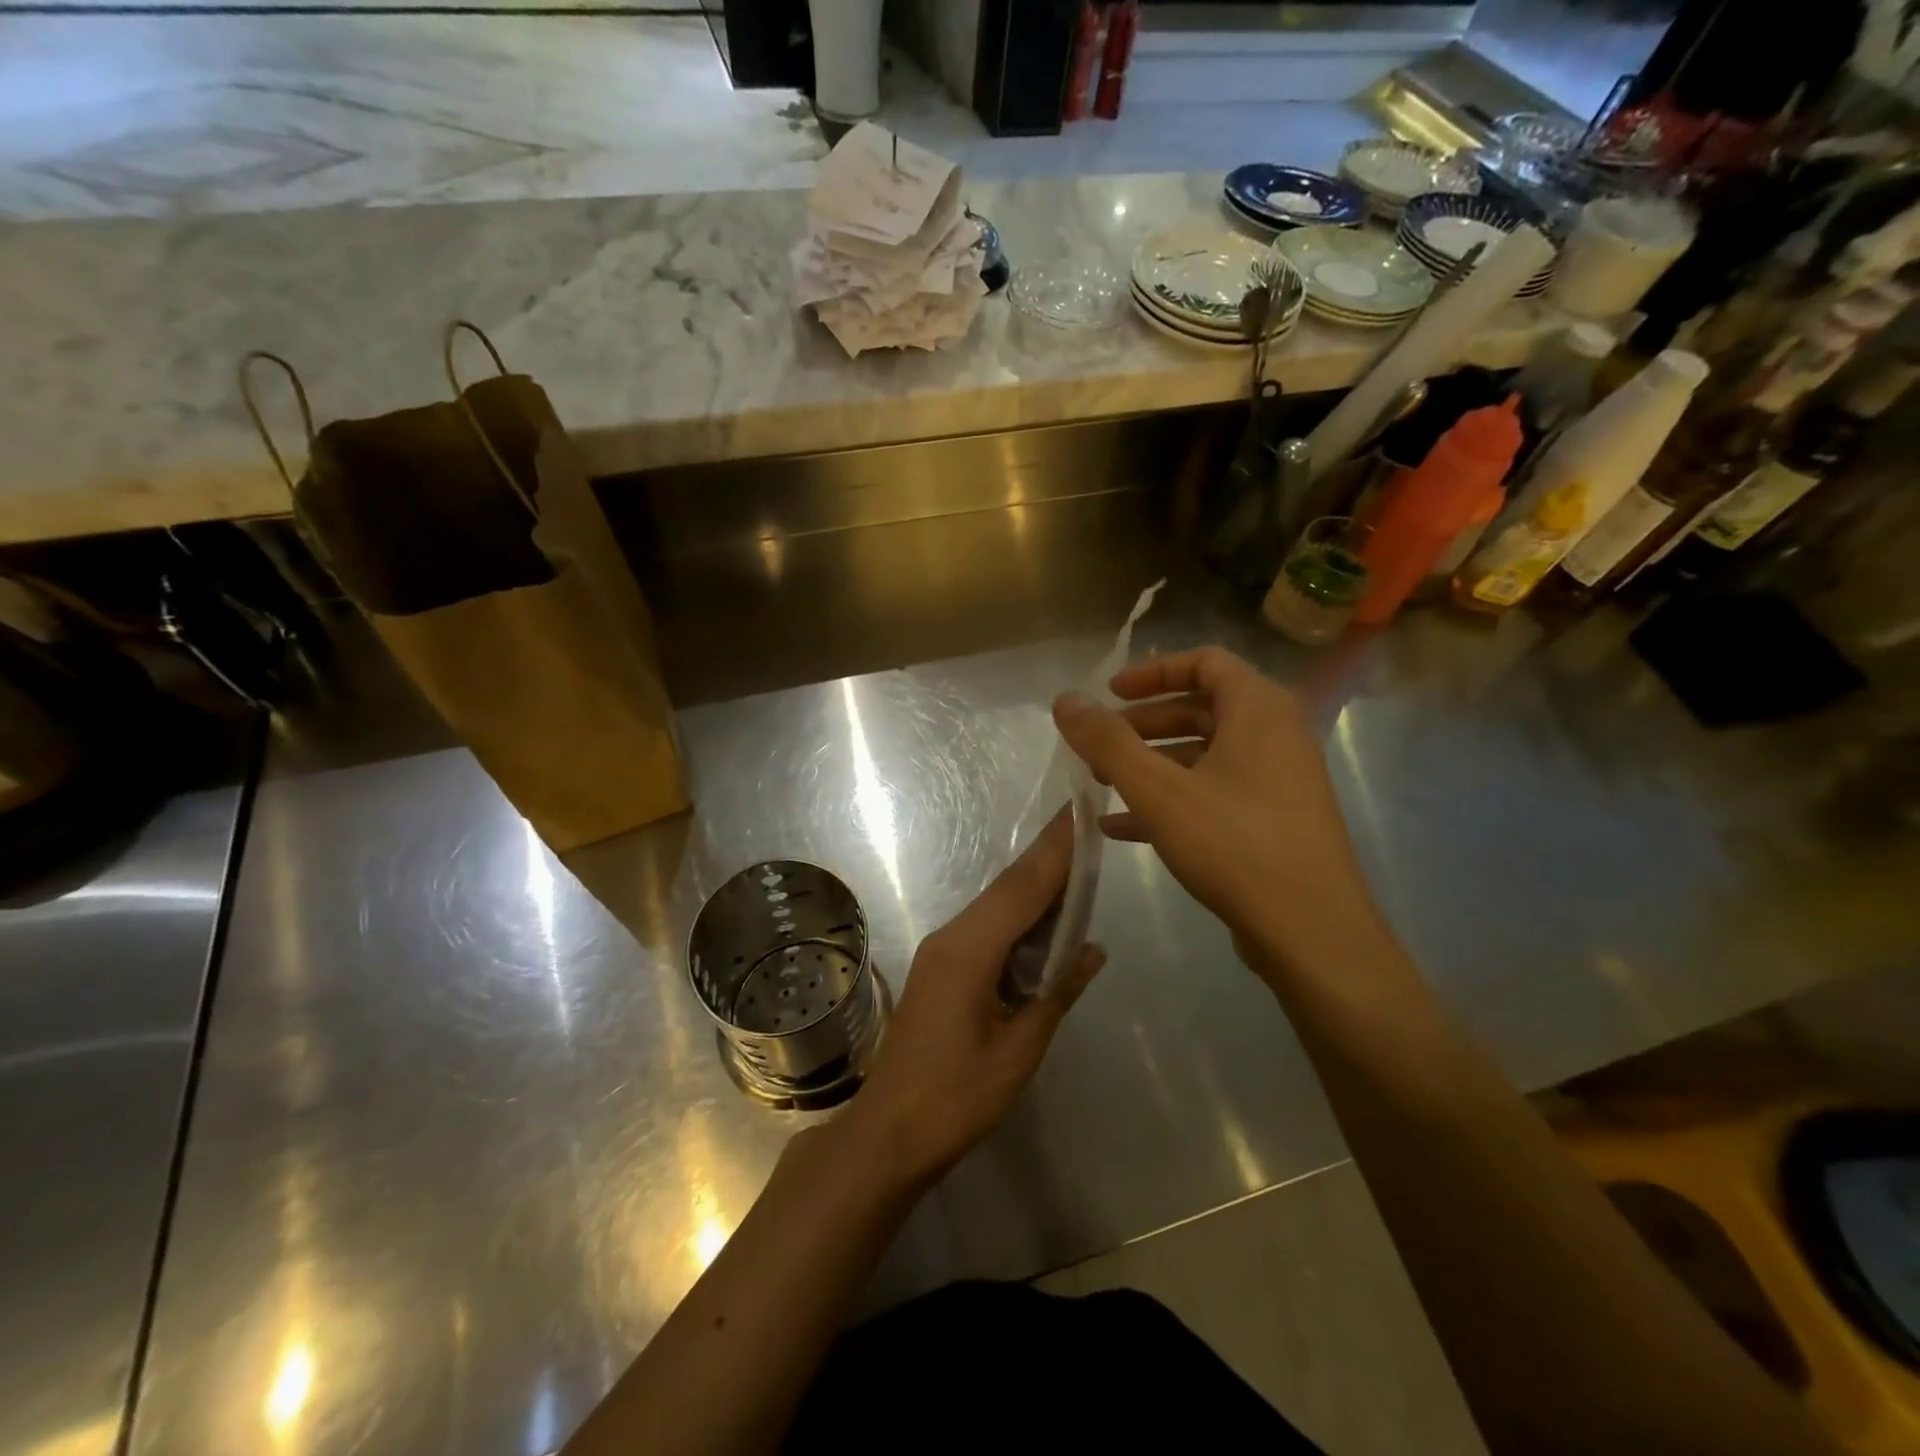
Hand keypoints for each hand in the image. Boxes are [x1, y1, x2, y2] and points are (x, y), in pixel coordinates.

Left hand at [837, 814, 1103, 1188]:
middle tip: (1084, 826)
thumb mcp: (1019, 1049)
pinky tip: (1043, 918)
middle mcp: (952, 937)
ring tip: (1074, 863)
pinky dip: (1018, 915)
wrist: (889, 1131)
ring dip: (1034, 885)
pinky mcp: (940, 967)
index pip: (1022, 887)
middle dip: (1047, 856)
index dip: (1055, 850)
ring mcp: (942, 951)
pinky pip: (985, 927)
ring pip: (995, 905)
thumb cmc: (957, 1096)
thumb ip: (1057, 993)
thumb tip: (1092, 950)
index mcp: (970, 950)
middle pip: (1007, 887)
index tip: (1079, 812)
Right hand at [1052, 646, 1389, 986]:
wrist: (1311, 932)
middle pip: (1201, 708)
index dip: (1152, 671)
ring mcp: (1279, 781)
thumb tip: (1065, 699)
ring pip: (1205, 755)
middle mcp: (1276, 735)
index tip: (1109, 694)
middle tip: (1099, 745)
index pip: (1205, 661)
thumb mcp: (1158, 790)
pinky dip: (1171, 800)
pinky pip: (1215, 793)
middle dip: (1143, 724)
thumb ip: (1108, 742)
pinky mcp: (1274, 821)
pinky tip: (1124, 827)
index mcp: (1259, 710)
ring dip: (1152, 765)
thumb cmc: (1234, 844)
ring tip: (1102, 786)